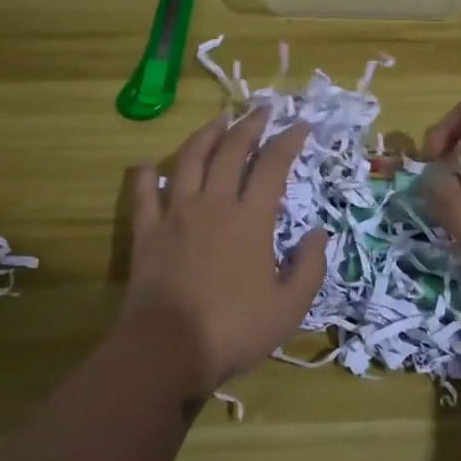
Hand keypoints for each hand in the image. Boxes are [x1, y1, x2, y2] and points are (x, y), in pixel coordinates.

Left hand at [116, 110, 328, 403]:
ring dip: (206, 135)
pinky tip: (148, 163)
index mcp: (251, 218)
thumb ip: (310, 266)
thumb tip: (317, 233)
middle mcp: (213, 204)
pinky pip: (143, 193)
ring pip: (190, 160)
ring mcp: (175, 214)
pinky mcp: (146, 232)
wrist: (167, 351)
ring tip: (218, 120)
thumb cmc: (234, 329)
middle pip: (231, 151)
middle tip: (261, 109)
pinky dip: (145, 174)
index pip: (273, 165)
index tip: (300, 124)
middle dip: (249, 125)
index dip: (289, 140)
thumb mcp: (289, 306)